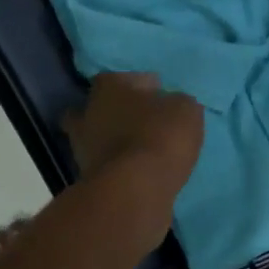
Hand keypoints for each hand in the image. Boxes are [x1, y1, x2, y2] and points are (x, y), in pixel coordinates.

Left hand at [64, 73, 203, 217]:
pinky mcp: (88, 178)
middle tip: (142, 120)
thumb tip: (172, 105)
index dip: (140, 84)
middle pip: (99, 107)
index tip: (158, 94)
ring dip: (114, 141)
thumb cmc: (160, 137)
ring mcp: (83, 147)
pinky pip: (105, 164)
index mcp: (109, 88)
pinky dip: (118, 166)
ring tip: (141, 149)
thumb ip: (177, 103)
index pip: (120, 77)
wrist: (135, 190)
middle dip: (117, 112)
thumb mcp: (186, 111)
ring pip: (97, 137)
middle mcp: (88, 113)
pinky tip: (139, 170)